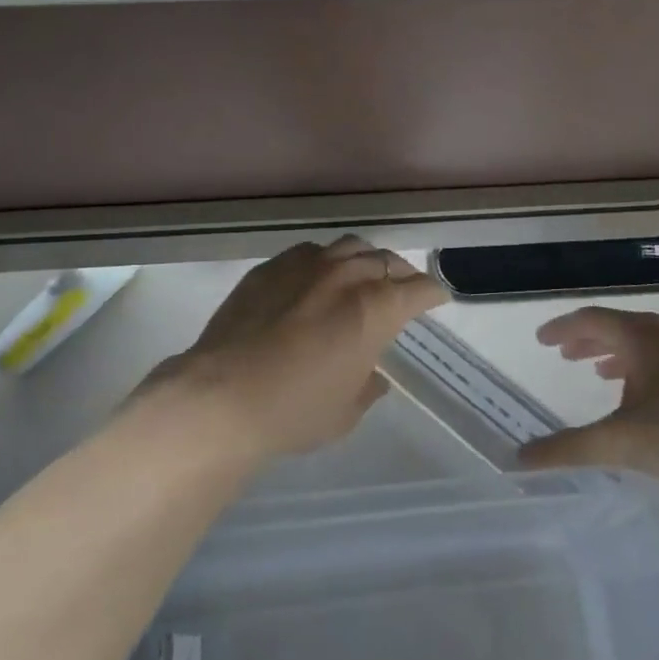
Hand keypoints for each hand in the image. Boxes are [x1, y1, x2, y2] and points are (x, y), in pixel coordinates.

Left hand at [147, 237, 448, 461]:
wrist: (221, 396)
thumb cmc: (295, 411)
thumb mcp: (346, 412)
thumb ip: (368, 387)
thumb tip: (374, 376)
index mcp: (375, 308)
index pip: (418, 289)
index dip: (432, 293)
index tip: (436, 298)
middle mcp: (346, 275)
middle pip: (386, 261)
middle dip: (401, 274)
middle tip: (402, 290)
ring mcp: (306, 265)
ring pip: (350, 247)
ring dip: (365, 261)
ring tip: (362, 277)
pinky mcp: (271, 267)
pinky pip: (310, 253)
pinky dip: (325, 262)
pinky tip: (316, 279)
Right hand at [518, 308, 658, 488]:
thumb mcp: (625, 442)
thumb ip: (571, 449)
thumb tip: (520, 458)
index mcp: (639, 335)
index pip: (590, 319)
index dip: (562, 328)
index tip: (541, 340)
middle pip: (616, 328)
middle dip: (586, 340)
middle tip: (562, 353)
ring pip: (642, 346)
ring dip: (615, 355)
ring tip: (598, 374)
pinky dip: (640, 371)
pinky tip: (645, 401)